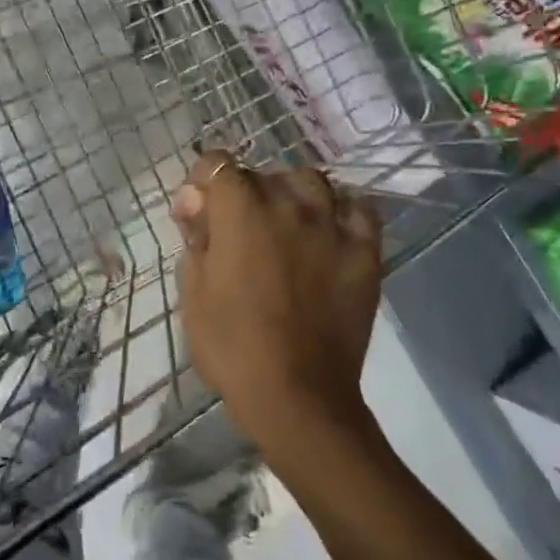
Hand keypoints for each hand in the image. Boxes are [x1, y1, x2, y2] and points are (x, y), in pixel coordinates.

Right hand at [172, 152, 383, 456]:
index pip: (218, 163)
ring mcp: (332, 225)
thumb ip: (195, 237)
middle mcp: (288, 204)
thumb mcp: (193, 292)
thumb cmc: (232, 347)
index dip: (204, 182)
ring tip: (287, 225)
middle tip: (239, 232)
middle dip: (244, 193)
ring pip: (312, 181)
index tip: (200, 212)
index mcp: (240, 211)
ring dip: (292, 195)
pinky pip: (360, 209)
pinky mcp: (365, 251)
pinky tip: (330, 231)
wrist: (298, 396)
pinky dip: (342, 212)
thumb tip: (197, 204)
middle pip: (263, 174)